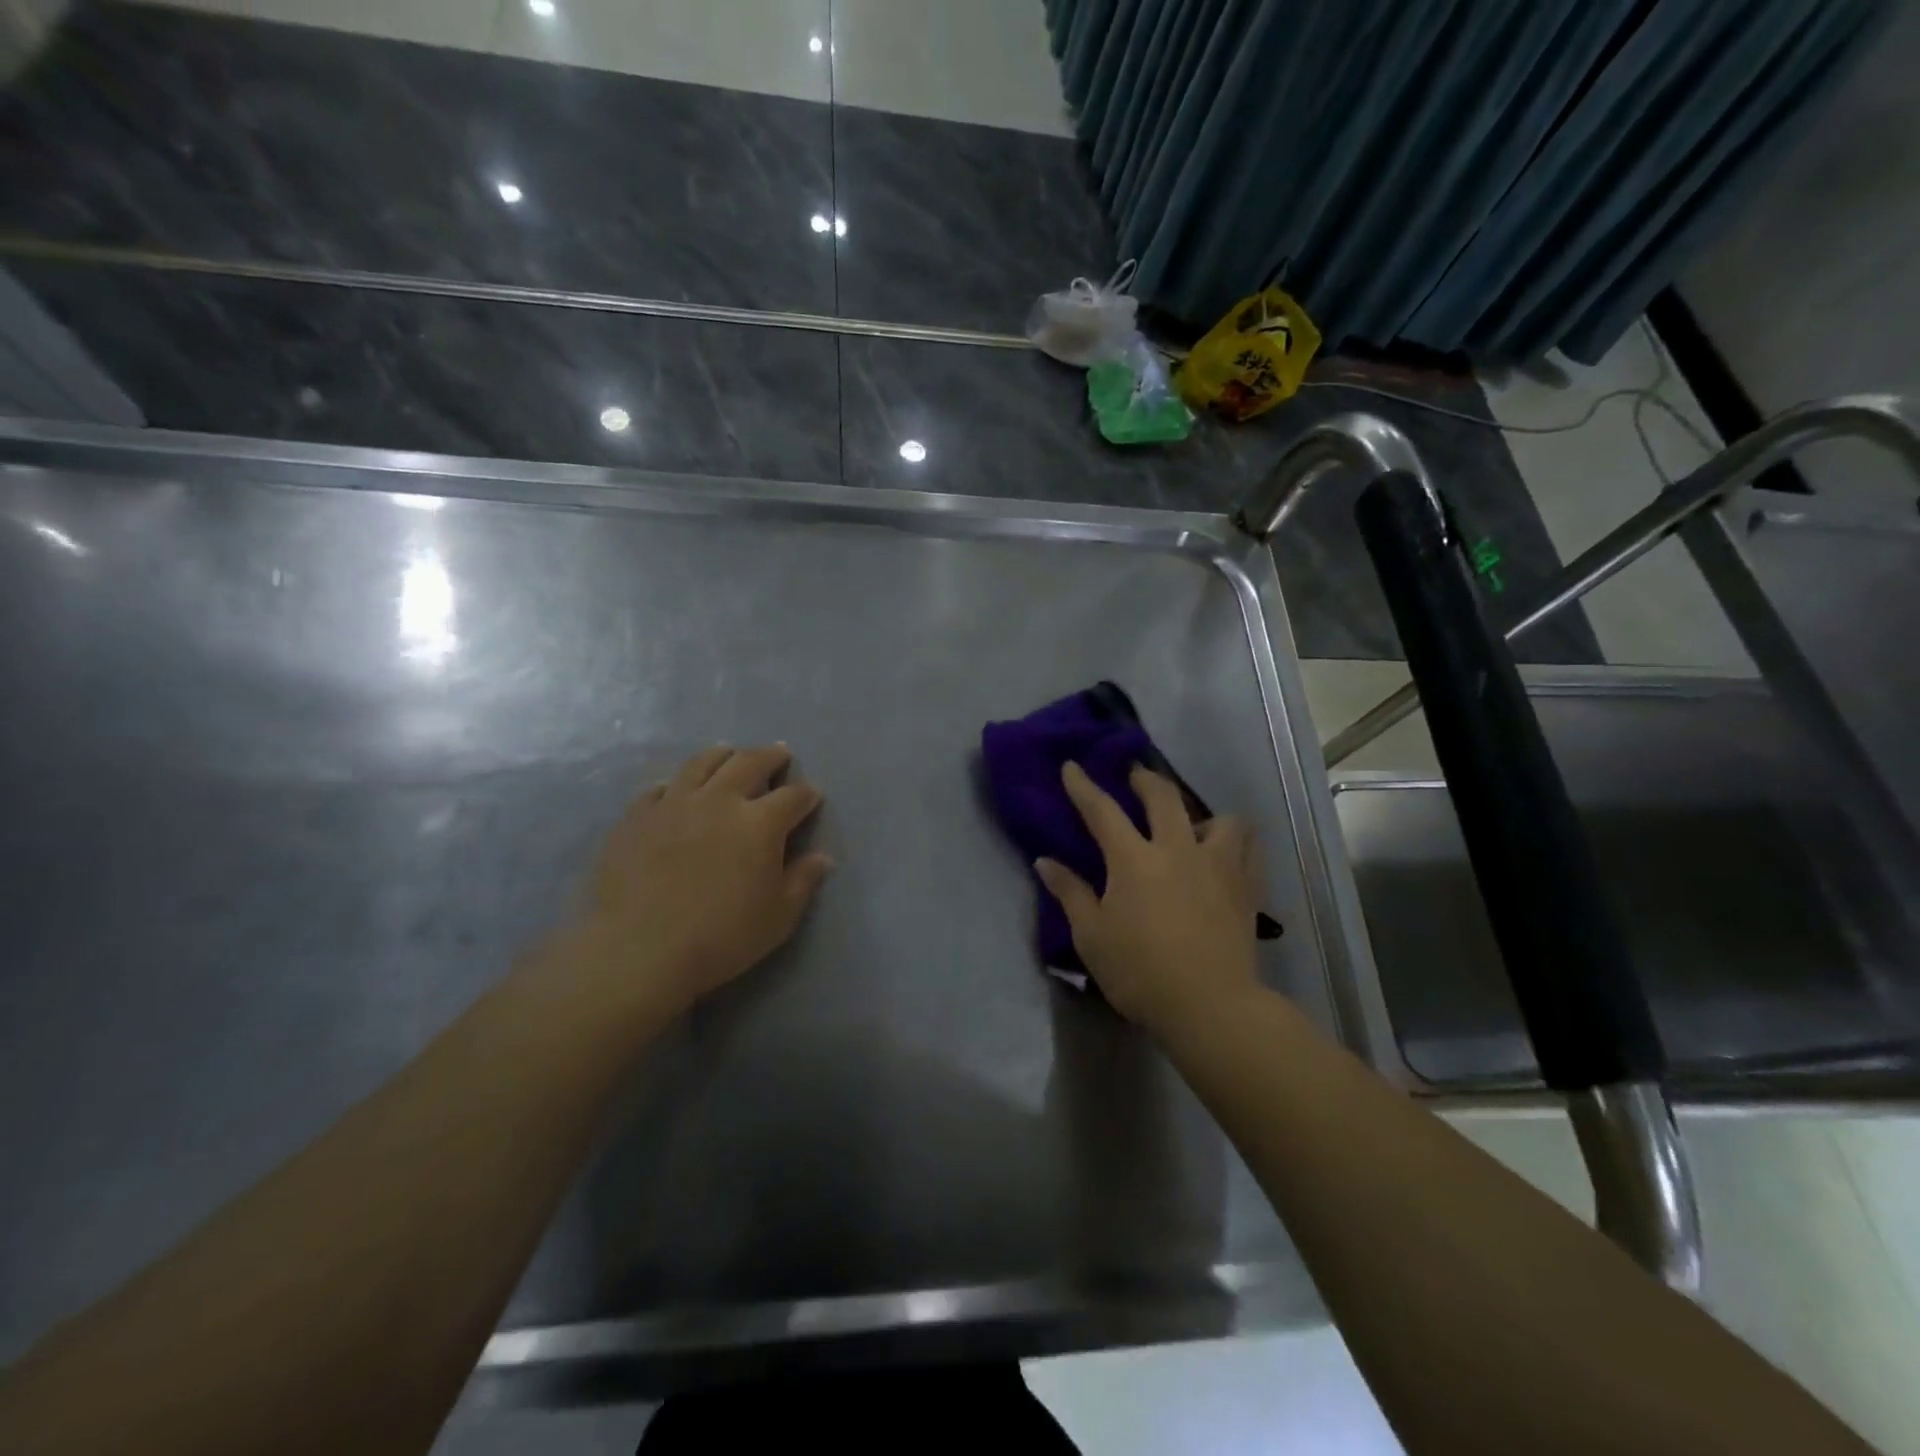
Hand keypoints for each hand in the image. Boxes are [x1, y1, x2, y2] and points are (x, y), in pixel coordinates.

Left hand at [546, 745, 830, 1019]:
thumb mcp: (779, 917)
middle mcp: (719, 800)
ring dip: (722, 755)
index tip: (812, 796)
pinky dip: (675, 784)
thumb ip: (802, 881)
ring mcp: (674, 804)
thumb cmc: (722, 936)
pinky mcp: (637, 817)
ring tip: (729, 753)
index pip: (793, 796)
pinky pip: (659, 789)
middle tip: (779, 754)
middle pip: (749, 763)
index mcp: (760, 822)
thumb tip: (821, 857)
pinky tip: (676, 789)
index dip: (806, 794)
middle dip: (770, 756)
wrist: (640, 949)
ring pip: (702, 764)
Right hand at [1036, 762, 1259, 1035]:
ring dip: (1202, 814)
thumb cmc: (1140, 972)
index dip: (1084, 786)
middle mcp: (1177, 849)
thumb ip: (1070, 893)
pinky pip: (1248, 848)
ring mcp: (1217, 865)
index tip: (1072, 767)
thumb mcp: (1092, 936)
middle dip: (1144, 778)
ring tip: (1193, 826)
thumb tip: (1044, 862)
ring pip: (1221, 818)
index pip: (1102, 810)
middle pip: (1163, 796)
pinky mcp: (1246, 887)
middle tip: (1134, 774)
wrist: (1210, 1006)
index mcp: (1134, 860)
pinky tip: (1226, 854)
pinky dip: (1235, 842)